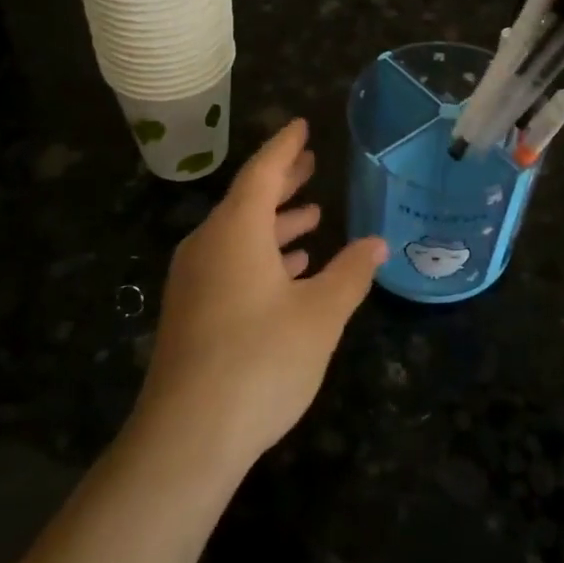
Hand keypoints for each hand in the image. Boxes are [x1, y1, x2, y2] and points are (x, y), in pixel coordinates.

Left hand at [129, 120, 386, 479]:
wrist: (187, 436)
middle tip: (311, 164)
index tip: (301, 126)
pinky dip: (261, 257)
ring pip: (239, 235)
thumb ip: (349, 274)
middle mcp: (208, 245)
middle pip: (247, 200)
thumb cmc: (260, 361)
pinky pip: (230, 264)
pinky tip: (289, 271)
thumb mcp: (320, 315)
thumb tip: (376, 243)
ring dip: (275, 223)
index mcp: (235, 231)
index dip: (285, 147)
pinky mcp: (191, 312)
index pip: (262, 172)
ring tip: (311, 216)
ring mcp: (194, 280)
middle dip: (282, 182)